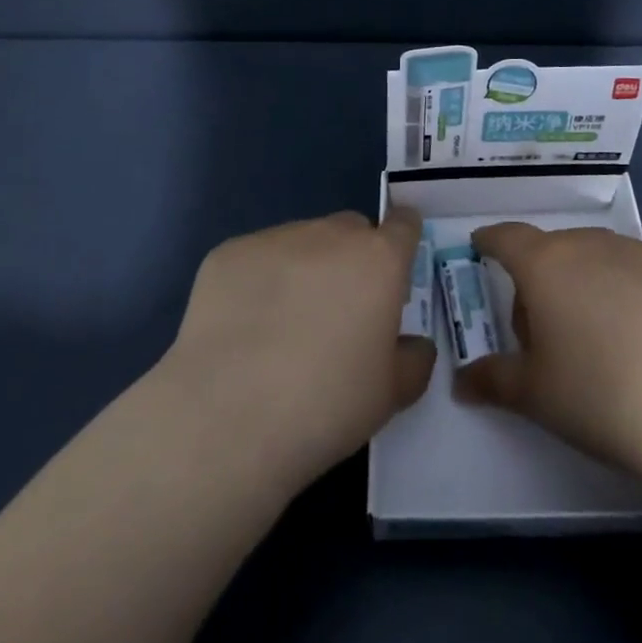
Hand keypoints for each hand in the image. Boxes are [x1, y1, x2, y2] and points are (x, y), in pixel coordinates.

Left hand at [160, 206, 435, 487]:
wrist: (227, 419)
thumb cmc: (325, 405)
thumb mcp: (391, 395)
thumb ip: (414, 359)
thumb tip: (412, 344)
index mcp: (378, 260)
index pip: (403, 223)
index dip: (402, 241)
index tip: (394, 270)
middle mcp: (330, 235)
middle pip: (351, 230)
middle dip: (353, 258)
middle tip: (339, 311)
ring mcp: (275, 239)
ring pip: (302, 241)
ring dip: (305, 268)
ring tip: (282, 325)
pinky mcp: (228, 253)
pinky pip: (256, 258)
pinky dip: (258, 281)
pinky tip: (243, 329)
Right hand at [456, 223, 641, 485]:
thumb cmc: (598, 393)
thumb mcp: (535, 394)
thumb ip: (493, 379)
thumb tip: (462, 381)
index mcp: (544, 264)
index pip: (507, 238)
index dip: (491, 241)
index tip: (483, 246)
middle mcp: (588, 244)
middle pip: (554, 250)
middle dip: (542, 277)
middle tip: (545, 328)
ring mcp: (637, 252)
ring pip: (598, 257)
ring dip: (587, 281)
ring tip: (598, 333)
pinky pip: (638, 271)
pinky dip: (629, 290)